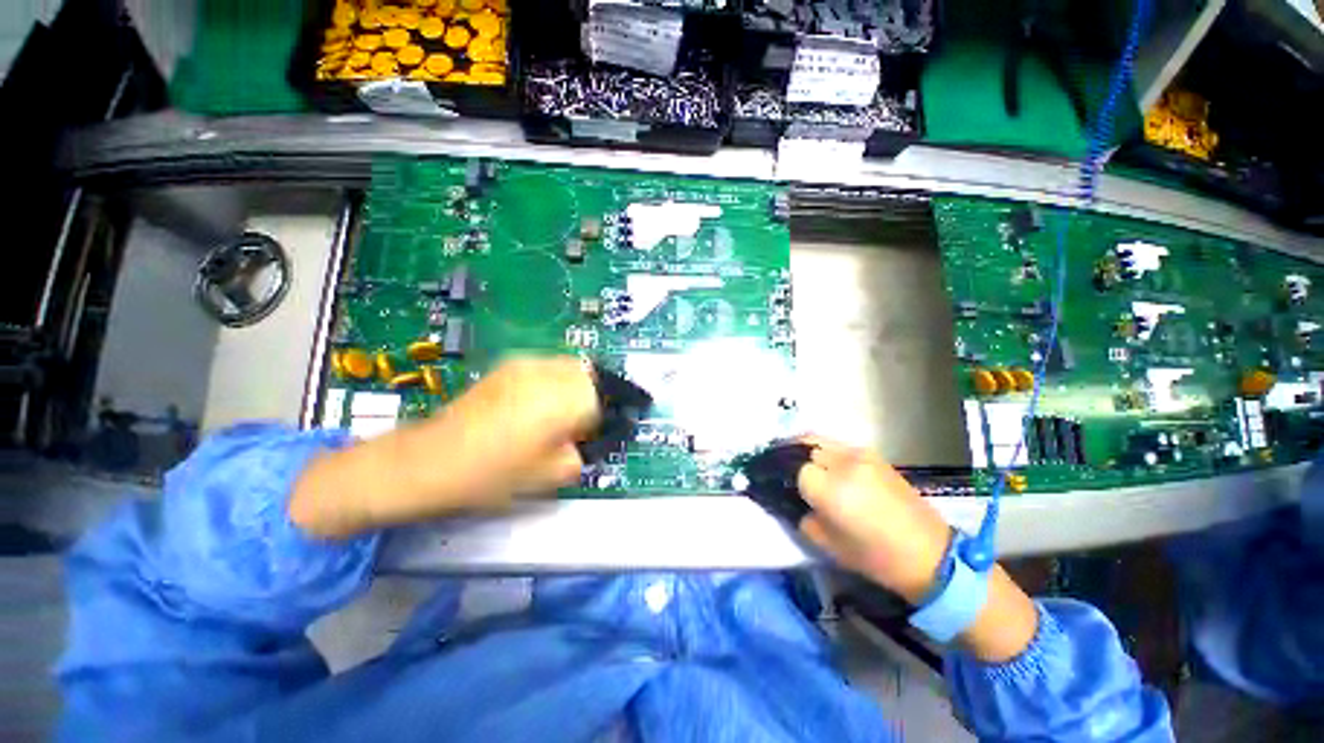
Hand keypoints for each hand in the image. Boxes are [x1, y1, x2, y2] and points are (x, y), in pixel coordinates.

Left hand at [428, 355, 600, 506]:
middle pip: (588, 375)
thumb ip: (578, 456)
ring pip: (568, 366)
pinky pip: (545, 366)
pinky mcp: (507, 365)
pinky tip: (532, 403)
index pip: (601, 400)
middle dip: (588, 397)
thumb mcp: (549, 476)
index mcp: (565, 400)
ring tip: (554, 412)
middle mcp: (550, 374)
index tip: (583, 437)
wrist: (431, 460)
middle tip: (573, 423)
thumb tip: (580, 444)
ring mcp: (527, 365)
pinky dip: (550, 380)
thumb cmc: (494, 473)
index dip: (596, 421)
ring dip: (571, 386)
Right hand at [797, 437, 1040, 660]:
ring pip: (817, 439)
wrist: (929, 553)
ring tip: (792, 461)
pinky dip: (819, 448)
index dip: (779, 475)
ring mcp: (860, 454)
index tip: (768, 481)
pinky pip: (835, 444)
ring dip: (800, 448)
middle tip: (775, 467)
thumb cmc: (875, 557)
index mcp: (831, 488)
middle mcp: (843, 463)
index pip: (792, 468)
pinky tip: (818, 462)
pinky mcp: (872, 454)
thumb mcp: (826, 543)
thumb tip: (785, 497)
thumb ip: (799, 515)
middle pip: (801, 446)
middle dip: (785, 455)